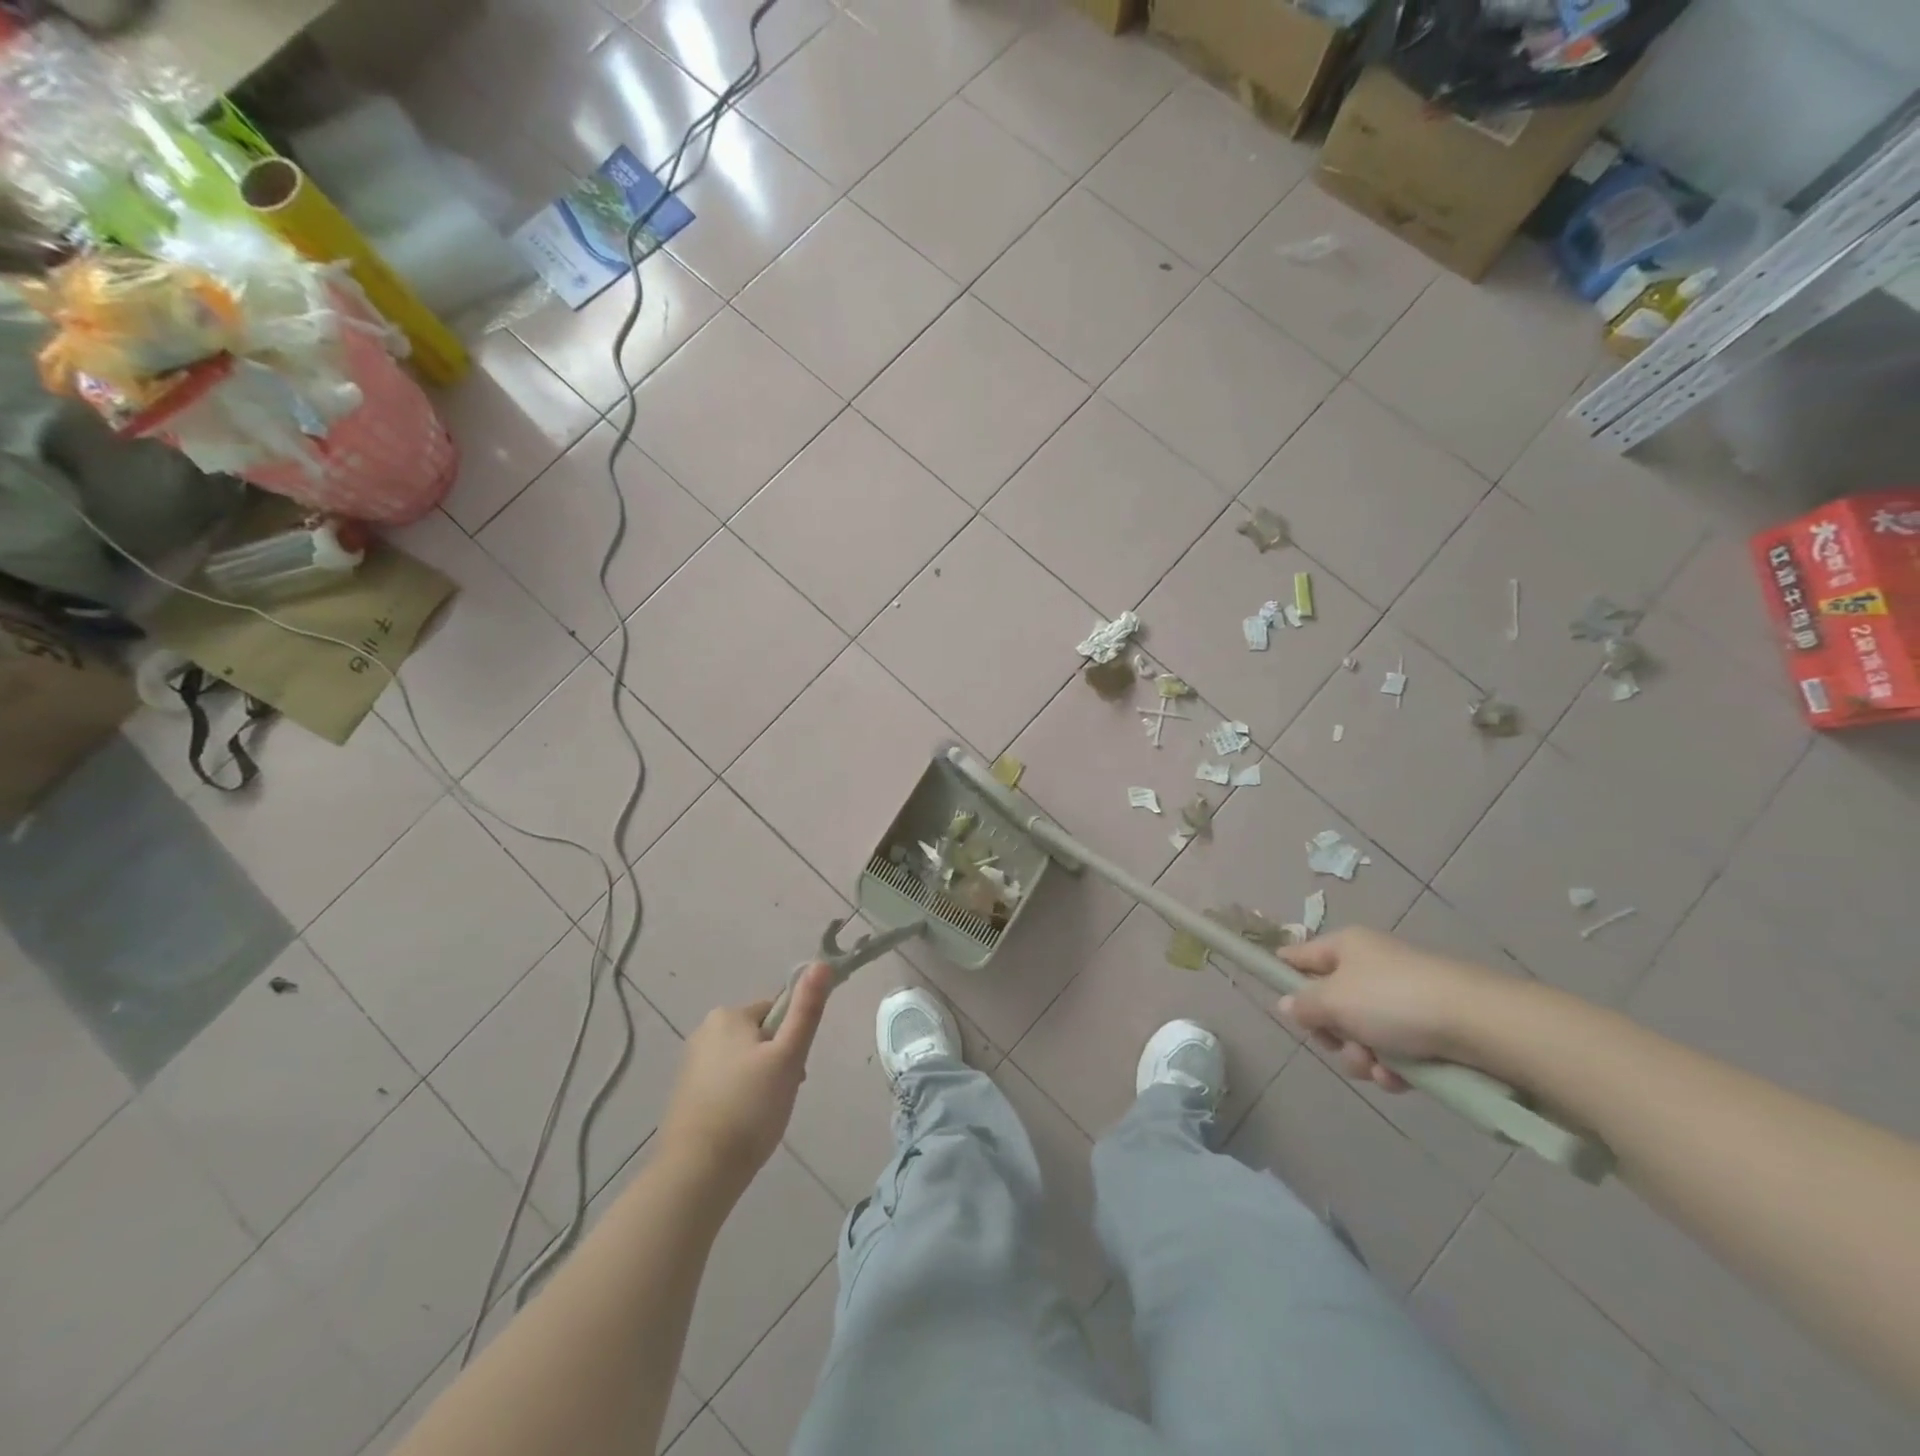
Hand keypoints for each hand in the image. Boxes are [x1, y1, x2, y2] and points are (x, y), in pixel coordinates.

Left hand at [655, 962, 833, 1198]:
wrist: (697, 1172)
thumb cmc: (749, 1108)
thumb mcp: (788, 1056)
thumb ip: (806, 1009)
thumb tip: (821, 963)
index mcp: (728, 1015)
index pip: (777, 1011)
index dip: (791, 1040)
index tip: (794, 1071)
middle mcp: (704, 1031)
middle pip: (760, 1036)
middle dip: (776, 1062)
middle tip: (781, 1096)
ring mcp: (691, 1064)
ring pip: (744, 1062)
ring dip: (760, 1081)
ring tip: (763, 1115)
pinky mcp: (685, 1094)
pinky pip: (725, 1083)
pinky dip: (739, 1098)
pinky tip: (743, 1124)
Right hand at [1277, 929, 1507, 1092]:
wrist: (1482, 1025)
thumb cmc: (1395, 1001)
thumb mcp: (1335, 1000)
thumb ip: (1304, 1004)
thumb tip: (1288, 1003)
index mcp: (1346, 947)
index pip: (1299, 956)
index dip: (1283, 976)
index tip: (1281, 1005)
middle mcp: (1371, 966)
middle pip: (1330, 1003)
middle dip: (1333, 1034)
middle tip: (1342, 1045)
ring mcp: (1401, 998)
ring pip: (1361, 1033)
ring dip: (1361, 1057)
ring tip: (1379, 1068)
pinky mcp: (1429, 1029)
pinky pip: (1394, 1051)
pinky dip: (1392, 1068)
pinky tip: (1400, 1079)